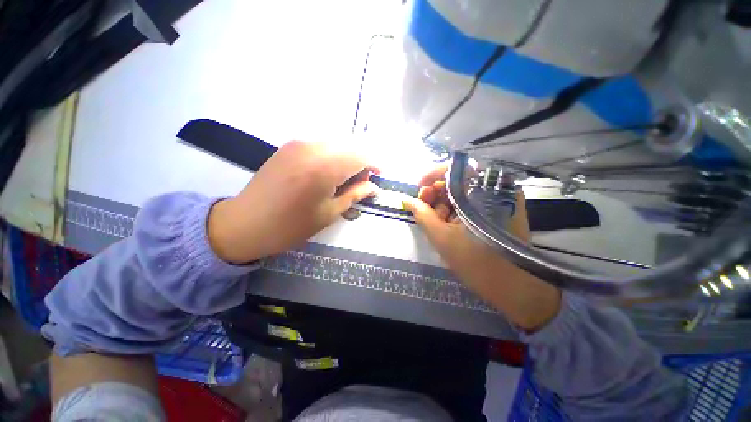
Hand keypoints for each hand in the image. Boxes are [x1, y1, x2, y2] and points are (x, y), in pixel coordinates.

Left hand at [208, 141, 378, 263]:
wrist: (246, 223)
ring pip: (335, 143)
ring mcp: (298, 144)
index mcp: (325, 168)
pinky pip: (320, 145)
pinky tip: (328, 172)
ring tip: (345, 178)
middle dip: (361, 161)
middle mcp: (313, 148)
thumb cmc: (292, 225)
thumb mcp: (329, 213)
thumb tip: (373, 187)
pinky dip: (332, 155)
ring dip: (346, 157)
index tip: (378, 175)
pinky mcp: (289, 146)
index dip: (373, 164)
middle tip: (361, 181)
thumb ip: (354, 195)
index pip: (360, 155)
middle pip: (349, 145)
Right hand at [402, 166, 560, 330]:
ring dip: (444, 202)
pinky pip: (472, 201)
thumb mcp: (441, 238)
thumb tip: (406, 199)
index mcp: (480, 191)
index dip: (431, 175)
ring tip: (436, 220)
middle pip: (457, 179)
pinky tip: (449, 222)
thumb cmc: (477, 263)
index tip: (418, 189)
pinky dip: (457, 209)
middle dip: (435, 192)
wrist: (516, 288)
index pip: (452, 168)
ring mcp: (499, 197)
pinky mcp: (501, 208)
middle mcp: (493, 187)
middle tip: (423, 207)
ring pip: (463, 191)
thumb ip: (421, 215)